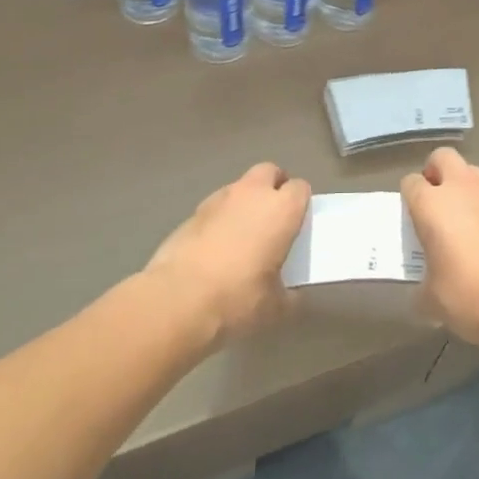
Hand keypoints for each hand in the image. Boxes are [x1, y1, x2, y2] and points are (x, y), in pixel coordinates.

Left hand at [145, 162, 310, 344]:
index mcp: (281, 209)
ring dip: (245, 202)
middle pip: (269, 172)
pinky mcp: (192, 212)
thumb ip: (289, 295)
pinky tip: (215, 247)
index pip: (300, 188)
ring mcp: (219, 199)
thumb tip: (292, 295)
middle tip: (272, 218)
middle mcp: (253, 193)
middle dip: (273, 187)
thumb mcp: (274, 307)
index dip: (300, 203)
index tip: (297, 224)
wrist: (177, 299)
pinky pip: (215, 207)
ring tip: (241, 234)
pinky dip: (220, 218)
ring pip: (240, 187)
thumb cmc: (237, 298)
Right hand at [401, 148, 478, 349]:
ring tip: (459, 218)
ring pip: (471, 172)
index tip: (410, 218)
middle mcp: (460, 189)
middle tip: (433, 201)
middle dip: (435, 172)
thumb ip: (422, 287)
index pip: (411, 182)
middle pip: (443, 157)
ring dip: (462, 186)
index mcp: (432, 204)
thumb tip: (423, 291)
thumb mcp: (432, 299)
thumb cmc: (468, 295)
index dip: (408, 197)